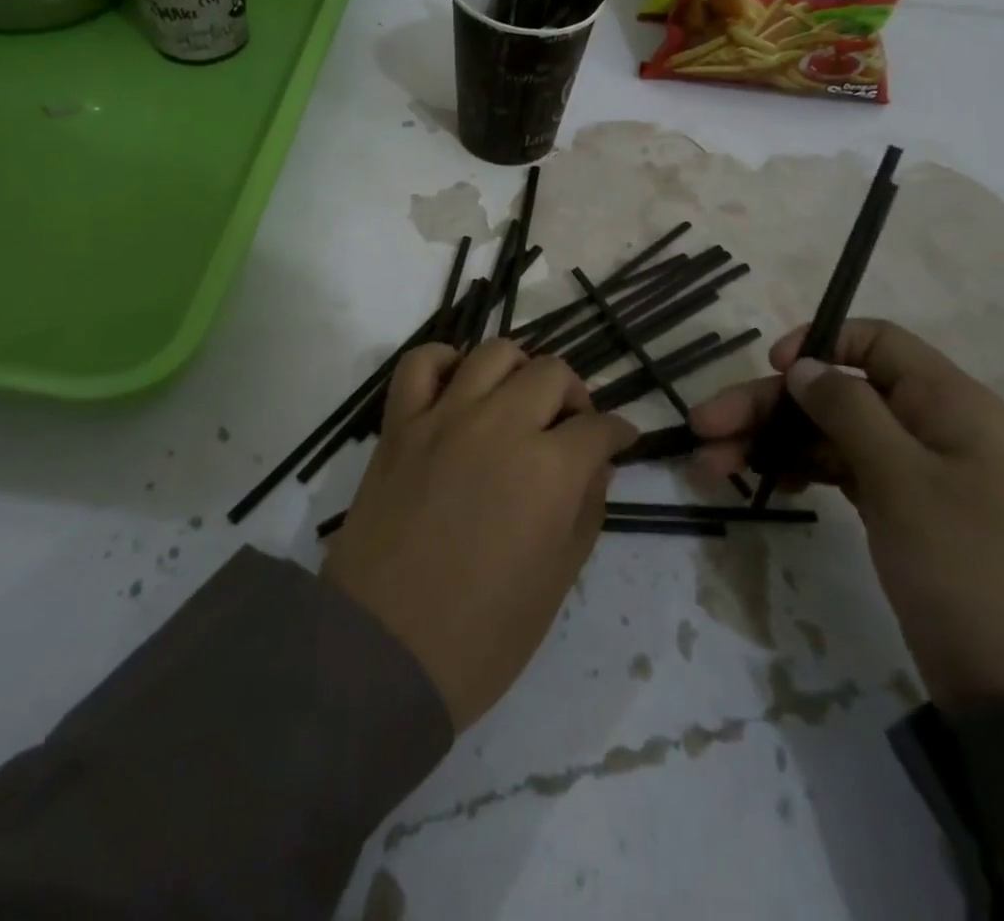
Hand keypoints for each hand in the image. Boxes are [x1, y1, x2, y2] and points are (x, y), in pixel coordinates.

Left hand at [322, 339, 634, 729]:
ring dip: (518, 369)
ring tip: (517, 400)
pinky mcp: (400, 425)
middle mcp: (501, 425)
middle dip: (574, 396)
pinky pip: (419, 363)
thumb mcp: (558, 579)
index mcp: (549, 469)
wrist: (384, 650)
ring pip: (494, 353)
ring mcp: (444, 418)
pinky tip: (456, 385)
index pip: (599, 427)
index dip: (617, 432)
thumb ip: (586, 509)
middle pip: (552, 373)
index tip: (619, 440)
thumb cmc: (483, 634)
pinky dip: (443, 361)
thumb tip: (596, 464)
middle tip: (570, 427)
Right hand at [691, 319, 1003, 710]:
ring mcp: (913, 472)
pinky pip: (840, 470)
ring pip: (828, 434)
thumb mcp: (905, 480)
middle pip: (834, 393)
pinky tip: (766, 483)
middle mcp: (927, 426)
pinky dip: (801, 470)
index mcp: (945, 402)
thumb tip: (804, 366)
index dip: (819, 344)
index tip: (771, 368)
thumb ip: (849, 412)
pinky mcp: (901, 512)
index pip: (875, 343)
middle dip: (766, 406)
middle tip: (703, 429)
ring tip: (711, 466)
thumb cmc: (971, 566)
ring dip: (771, 442)